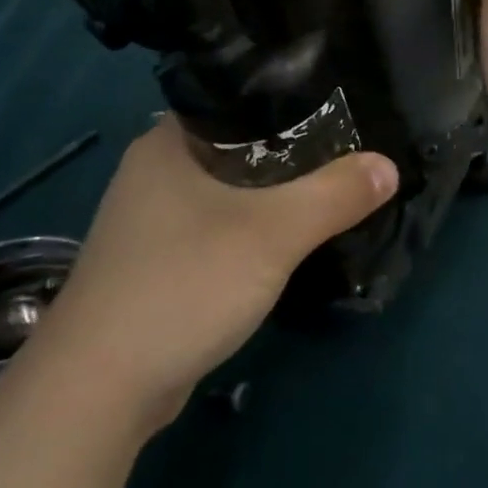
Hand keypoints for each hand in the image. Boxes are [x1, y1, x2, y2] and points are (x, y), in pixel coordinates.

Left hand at [32, 118, 397, 431]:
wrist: (99, 388)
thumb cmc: (184, 284)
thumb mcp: (273, 233)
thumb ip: (335, 194)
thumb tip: (388, 165)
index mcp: (168, 142)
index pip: (237, 99)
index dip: (289, 101)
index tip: (338, 111)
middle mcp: (154, 172)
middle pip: (237, 146)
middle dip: (291, 153)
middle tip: (346, 153)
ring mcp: (150, 222)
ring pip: (228, 192)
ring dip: (272, 196)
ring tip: (328, 191)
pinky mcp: (156, 265)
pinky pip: (217, 230)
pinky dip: (251, 231)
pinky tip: (285, 242)